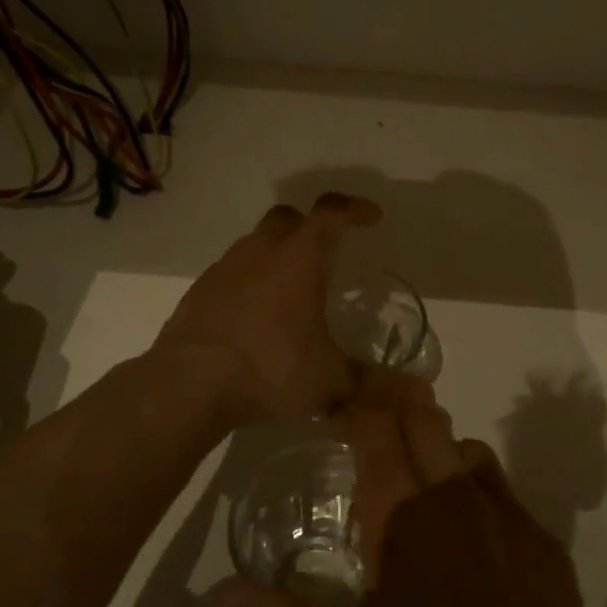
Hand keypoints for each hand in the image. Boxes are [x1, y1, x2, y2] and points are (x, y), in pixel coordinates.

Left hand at [153, 192, 381, 421]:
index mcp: (299, 259)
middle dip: (310, 227)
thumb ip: (373, 384)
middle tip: (326, 253)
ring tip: (291, 292)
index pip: (332, 213)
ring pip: (256, 244)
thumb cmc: (270, 370)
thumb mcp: (330, 382)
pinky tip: (255, 317)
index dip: (355, 209)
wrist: (188, 385)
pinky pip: (232, 273)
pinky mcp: (199, 291)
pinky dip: (249, 282)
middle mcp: (261, 252)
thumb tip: (418, 397)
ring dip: (277, 255)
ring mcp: (224, 268)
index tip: (371, 217)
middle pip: (288, 218)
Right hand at [212, 373, 606, 606]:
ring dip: (438, 451)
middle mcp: (456, 504)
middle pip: (426, 419)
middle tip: (372, 423)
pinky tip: (470, 541)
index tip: (336, 410)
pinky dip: (476, 492)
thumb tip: (216, 596)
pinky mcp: (547, 547)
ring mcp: (510, 521)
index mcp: (401, 525)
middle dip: (396, 407)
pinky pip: (503, 493)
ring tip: (418, 484)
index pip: (376, 431)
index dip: (355, 408)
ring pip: (467, 451)